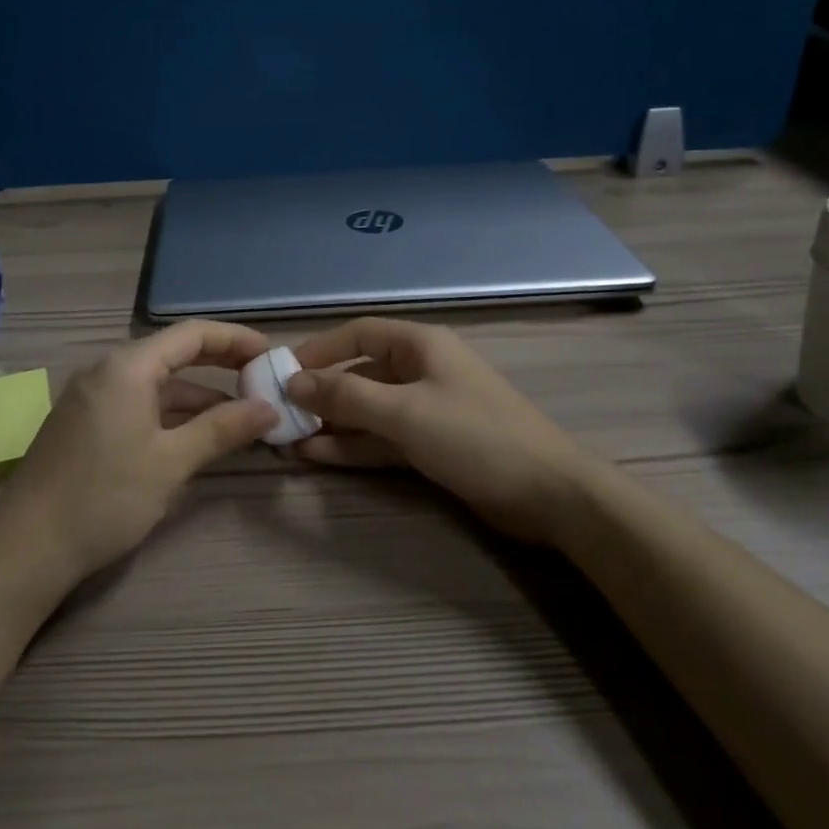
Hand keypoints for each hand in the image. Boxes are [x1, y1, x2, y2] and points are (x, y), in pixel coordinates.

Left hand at [0, 321, 278, 589]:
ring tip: (242, 417)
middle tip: (263, 382)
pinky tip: (197, 437)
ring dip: (199, 397)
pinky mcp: (85, 424)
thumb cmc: (105, 497)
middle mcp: (107, 371)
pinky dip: (172, 414)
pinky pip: (139, 404)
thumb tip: (269, 408)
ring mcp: (93, 397)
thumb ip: (222, 429)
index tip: (272, 354)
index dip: (236, 339)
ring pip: (157, 384)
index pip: (193, 334)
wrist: (26, 548)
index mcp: (128, 367)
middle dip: (221, 366)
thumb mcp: (171, 462)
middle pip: (175, 354)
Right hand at [285, 318, 603, 543]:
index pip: (358, 334)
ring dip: (332, 423)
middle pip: (359, 373)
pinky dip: (353, 445)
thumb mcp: (405, 411)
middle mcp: (420, 370)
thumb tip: (293, 382)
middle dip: (321, 393)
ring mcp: (426, 409)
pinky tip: (318, 456)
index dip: (318, 350)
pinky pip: (382, 438)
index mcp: (420, 345)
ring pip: (368, 410)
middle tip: (280, 415)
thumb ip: (346, 395)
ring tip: (289, 441)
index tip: (281, 373)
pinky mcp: (431, 444)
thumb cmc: (475, 436)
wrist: (549, 494)